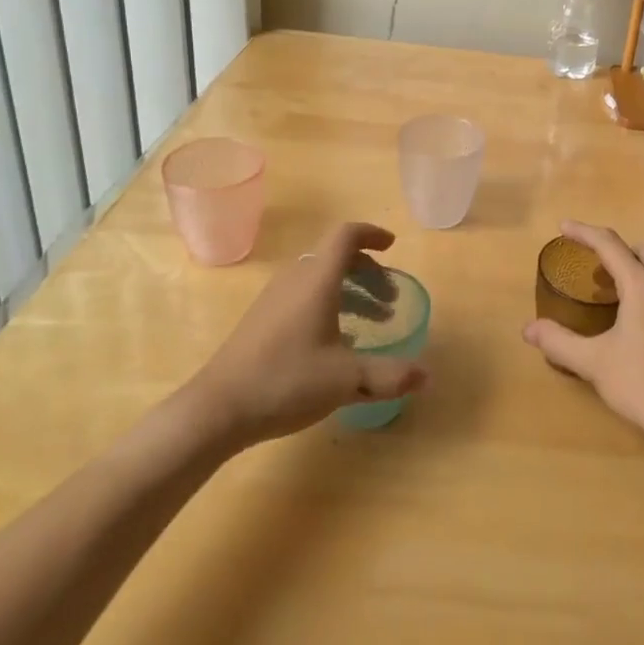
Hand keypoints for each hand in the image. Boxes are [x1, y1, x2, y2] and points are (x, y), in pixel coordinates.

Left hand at [191, 223, 427, 446]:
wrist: (217, 409)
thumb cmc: (286, 381)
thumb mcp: (346, 380)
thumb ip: (388, 375)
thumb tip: (426, 375)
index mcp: (317, 280)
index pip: (346, 236)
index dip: (372, 234)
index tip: (392, 246)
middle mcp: (296, 280)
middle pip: (336, 258)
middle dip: (369, 273)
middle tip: (389, 302)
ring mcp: (274, 300)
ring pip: (320, 279)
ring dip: (350, 292)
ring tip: (372, 323)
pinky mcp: (261, 320)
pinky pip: (304, 296)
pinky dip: (329, 305)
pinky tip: (336, 343)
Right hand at [521, 221, 643, 448]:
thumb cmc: (640, 384)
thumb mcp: (592, 362)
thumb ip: (558, 342)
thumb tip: (529, 329)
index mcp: (643, 287)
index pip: (611, 245)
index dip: (585, 233)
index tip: (564, 227)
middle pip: (642, 251)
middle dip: (616, 251)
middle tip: (592, 268)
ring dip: (635, 270)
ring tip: (611, 293)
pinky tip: (636, 321)